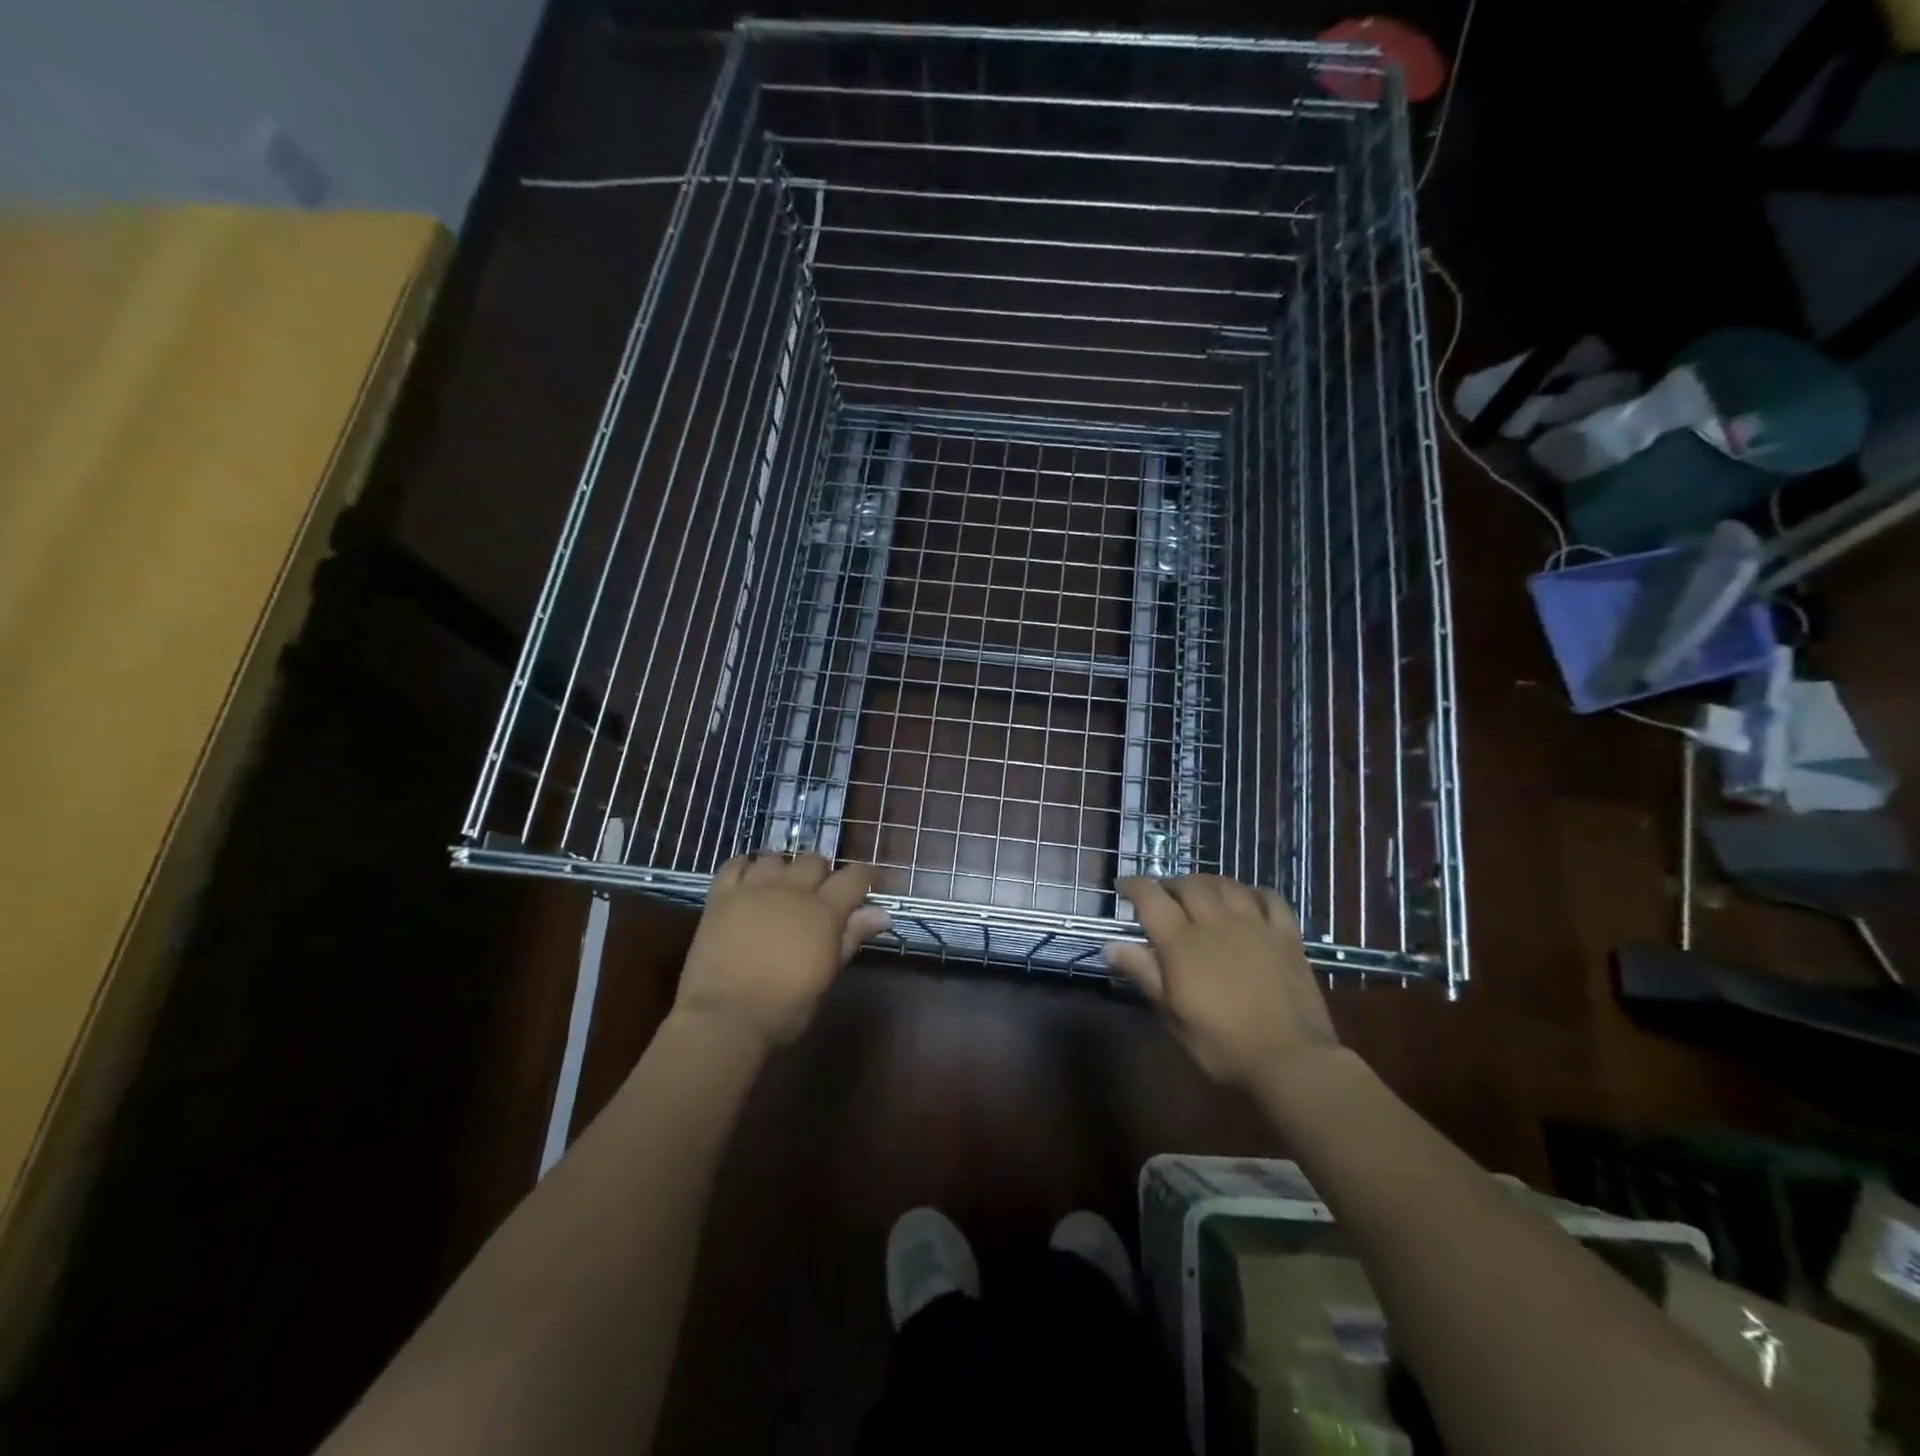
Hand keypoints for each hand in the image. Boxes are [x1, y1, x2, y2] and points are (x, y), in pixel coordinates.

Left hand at [676, 853, 890, 1047]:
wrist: (725, 1018)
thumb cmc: (785, 1008)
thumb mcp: (827, 975)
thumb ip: (851, 938)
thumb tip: (882, 914)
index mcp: (823, 910)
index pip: (853, 876)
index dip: (862, 877)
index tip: (864, 885)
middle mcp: (792, 889)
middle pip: (814, 861)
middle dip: (821, 874)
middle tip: (817, 895)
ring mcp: (754, 889)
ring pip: (775, 858)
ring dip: (783, 869)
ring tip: (780, 887)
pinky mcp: (721, 896)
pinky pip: (734, 864)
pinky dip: (744, 866)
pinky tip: (747, 879)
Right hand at [1105, 875, 1338, 1088]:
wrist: (1292, 1059)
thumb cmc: (1222, 1044)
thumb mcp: (1172, 1016)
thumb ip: (1143, 974)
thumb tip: (1110, 946)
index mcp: (1182, 942)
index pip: (1151, 897)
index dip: (1133, 885)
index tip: (1122, 886)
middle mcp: (1216, 922)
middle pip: (1189, 884)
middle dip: (1171, 884)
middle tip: (1164, 895)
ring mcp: (1255, 925)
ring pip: (1226, 885)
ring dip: (1207, 883)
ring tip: (1200, 893)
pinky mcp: (1286, 935)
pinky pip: (1269, 898)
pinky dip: (1253, 892)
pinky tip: (1247, 899)